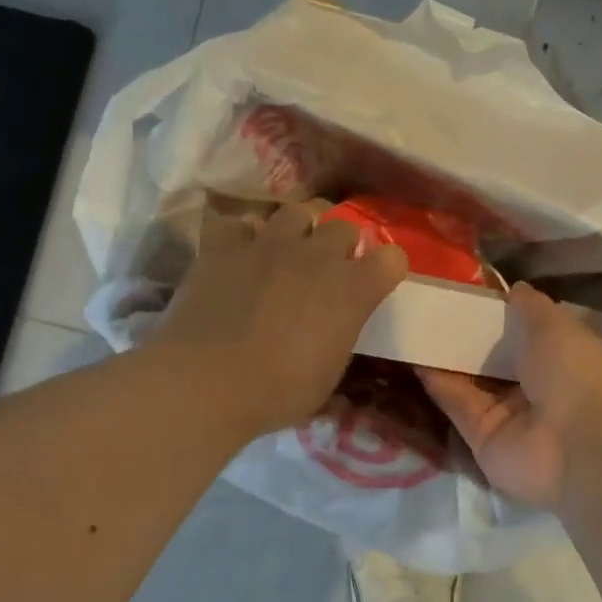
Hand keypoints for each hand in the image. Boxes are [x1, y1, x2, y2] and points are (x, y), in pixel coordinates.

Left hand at [153, 200, 407, 439]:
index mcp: (353, 289)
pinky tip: (239, 257)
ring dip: (298, 231)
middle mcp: (318, 255)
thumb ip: (340, 337)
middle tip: (327, 270)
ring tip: (286, 252)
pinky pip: (242, 225)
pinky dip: (244, 238)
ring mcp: (270, 243)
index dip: (386, 270)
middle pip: (344, 226)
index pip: (393, 259)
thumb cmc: (279, 390)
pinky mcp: (226, 245)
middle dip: (341, 245)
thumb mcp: (329, 374)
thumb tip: (335, 328)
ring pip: (296, 212)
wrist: (208, 381)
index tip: (375, 284)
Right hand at [418, 282, 601, 511]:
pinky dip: (436, 382)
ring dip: (446, 356)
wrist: (577, 446)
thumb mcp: (556, 327)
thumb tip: (515, 289)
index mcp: (560, 357)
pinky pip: (456, 404)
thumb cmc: (574, 374)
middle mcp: (534, 385)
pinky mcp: (480, 436)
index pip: (526, 332)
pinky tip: (413, 354)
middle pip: (494, 357)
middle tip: (431, 306)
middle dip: (468, 335)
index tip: (469, 293)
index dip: (500, 314)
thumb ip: (531, 307)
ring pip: (470, 380)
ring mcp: (506, 413)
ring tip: (414, 325)